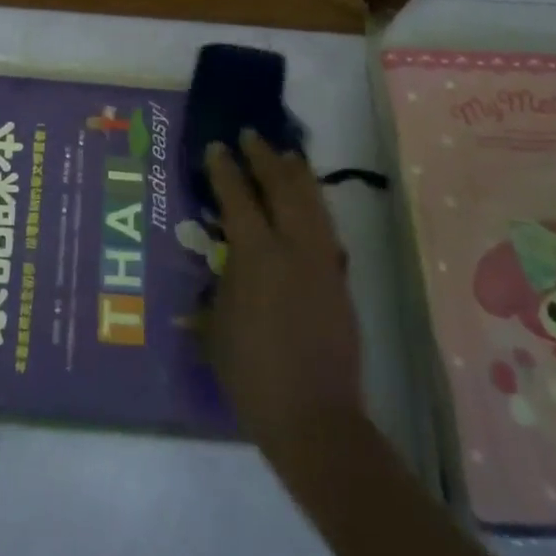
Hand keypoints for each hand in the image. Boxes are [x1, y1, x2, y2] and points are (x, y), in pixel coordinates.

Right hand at [205, 133, 365, 480]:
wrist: (314, 419)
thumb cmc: (252, 375)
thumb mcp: (216, 328)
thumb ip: (217, 289)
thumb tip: (219, 268)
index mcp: (256, 255)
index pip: (238, 197)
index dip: (225, 169)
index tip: (217, 147)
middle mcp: (293, 247)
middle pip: (282, 187)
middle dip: (266, 158)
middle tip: (252, 137)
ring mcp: (322, 262)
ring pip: (312, 202)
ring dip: (297, 175)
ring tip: (288, 156)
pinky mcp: (340, 281)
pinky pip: (327, 228)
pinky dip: (316, 206)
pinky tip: (310, 204)